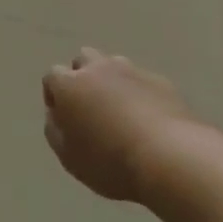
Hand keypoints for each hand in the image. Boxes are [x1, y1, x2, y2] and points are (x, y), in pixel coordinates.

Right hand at [43, 48, 195, 202]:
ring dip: (110, 81)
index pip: (53, 76)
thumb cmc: (110, 161)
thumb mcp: (69, 157)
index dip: (55, 95)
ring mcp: (131, 71)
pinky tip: (146, 118)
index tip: (62, 117)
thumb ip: (55, 131)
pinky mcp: (160, 80)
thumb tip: (56, 115)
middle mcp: (98, 69)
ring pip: (113, 65)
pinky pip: (141, 81)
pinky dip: (138, 93)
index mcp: (70, 85)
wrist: (169, 157)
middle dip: (82, 77)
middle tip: (89, 106)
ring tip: (119, 111)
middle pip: (83, 59)